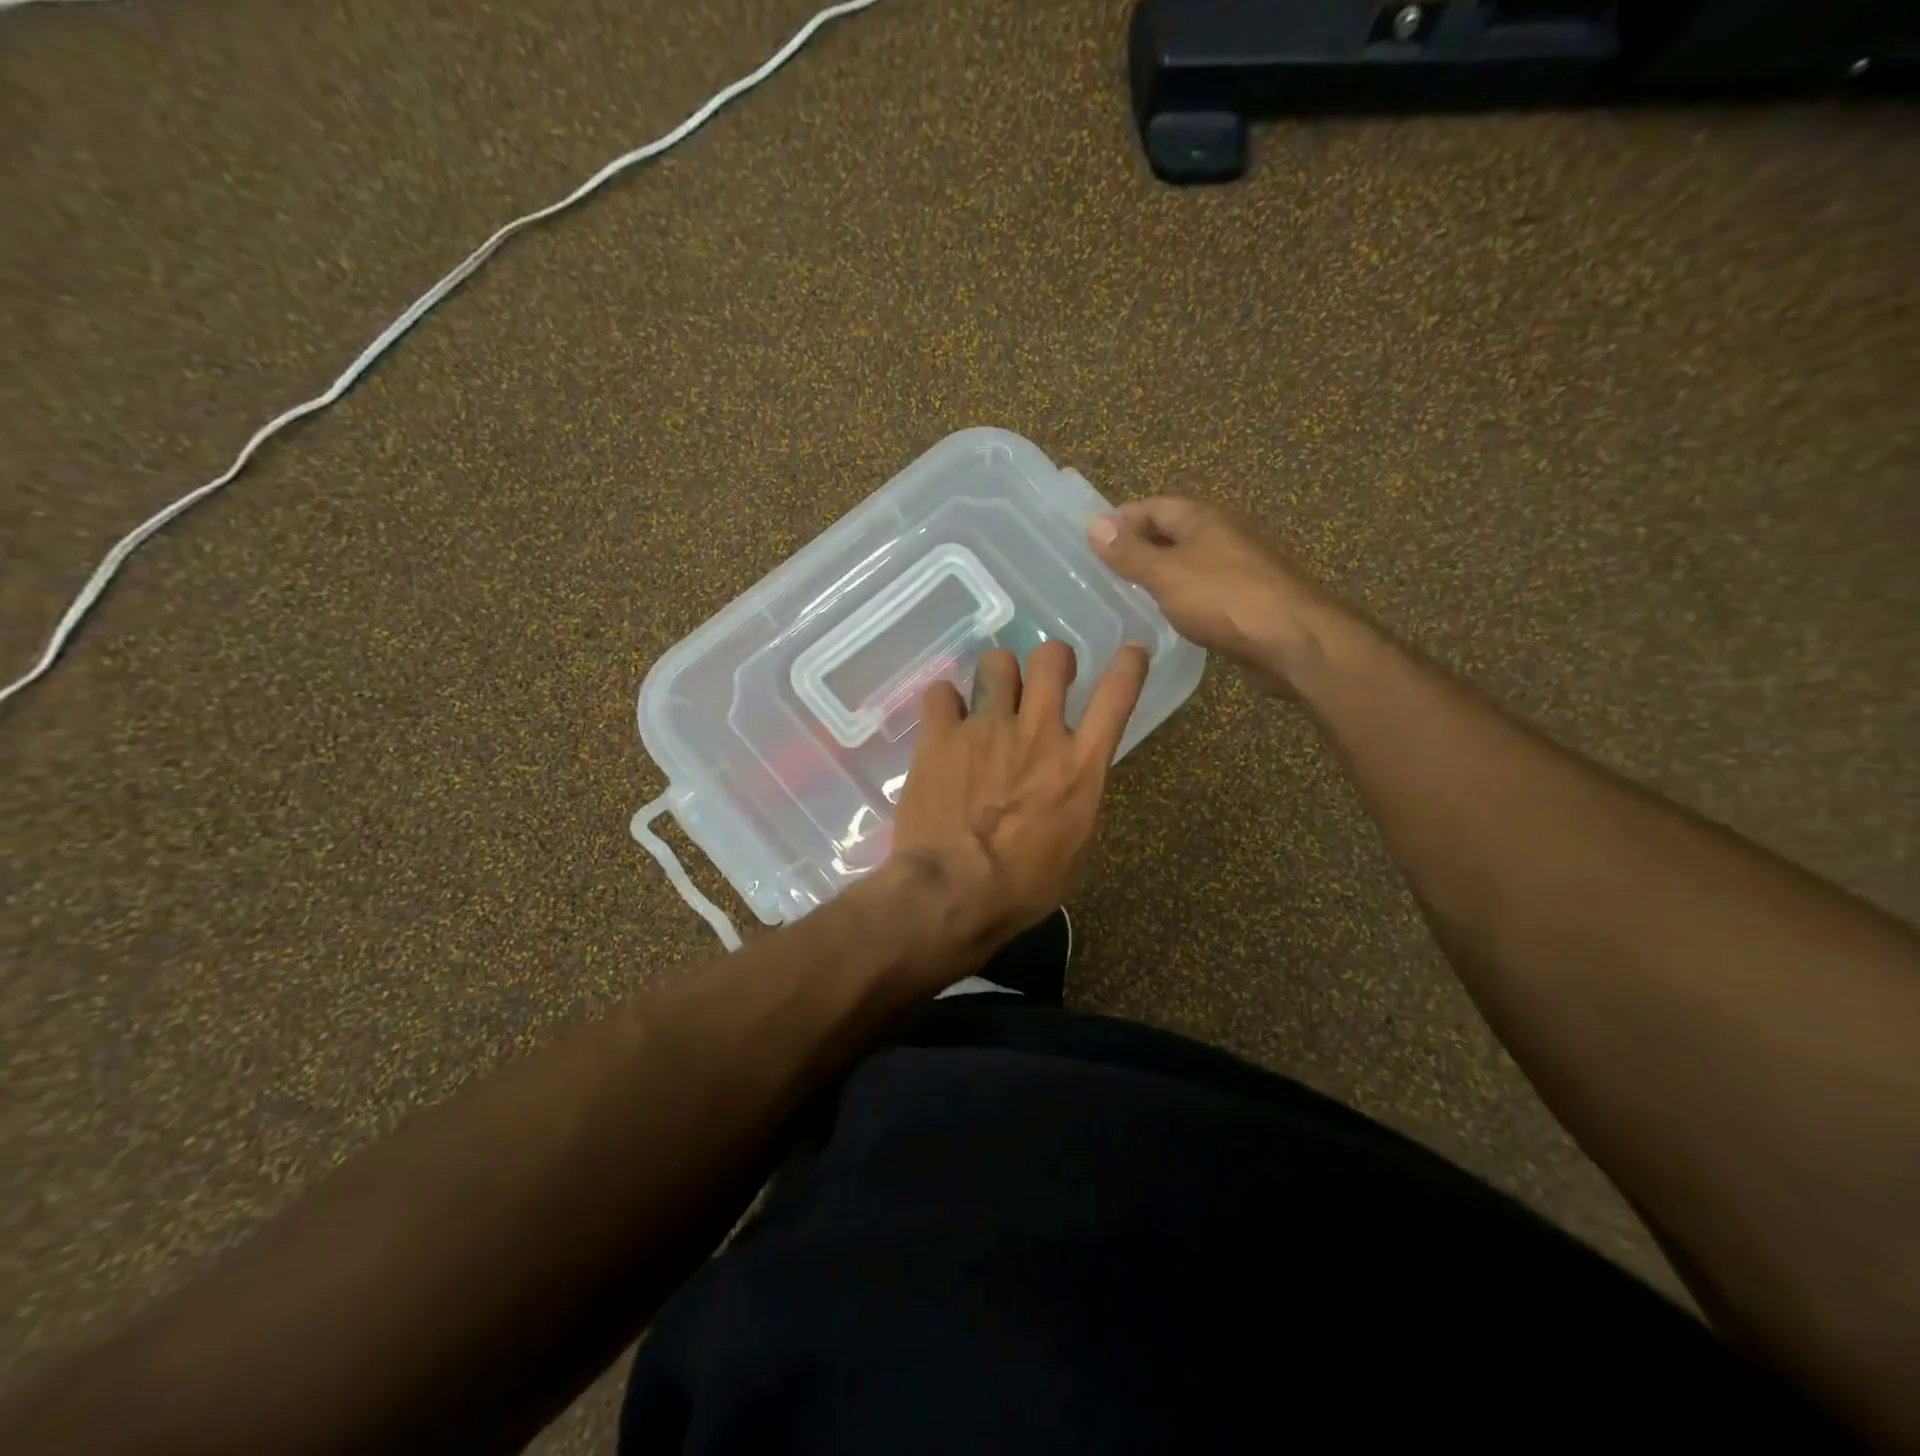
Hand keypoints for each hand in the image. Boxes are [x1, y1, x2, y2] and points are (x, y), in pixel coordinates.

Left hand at [884, 639, 1148, 959]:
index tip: (1131, 654)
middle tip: (1043, 680)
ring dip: (998, 676)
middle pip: (1051, 658)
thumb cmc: (1022, 887)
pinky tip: (945, 722)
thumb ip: (1077, 799)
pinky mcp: (940, 735)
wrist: (952, 892)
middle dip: (1052, 661)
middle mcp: (1037, 734)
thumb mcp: (1074, 849)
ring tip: (990, 698)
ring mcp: (986, 729)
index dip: (1128, 666)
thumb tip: (1070, 779)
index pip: (1116, 696)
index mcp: (1079, 766)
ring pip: (997, 663)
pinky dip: (946, 703)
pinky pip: (942, 692)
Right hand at [1089, 497, 1341, 692]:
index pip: (1154, 506)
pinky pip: (1203, 590)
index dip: (1122, 518)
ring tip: (1127, 594)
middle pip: (1173, 532)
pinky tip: (1166, 617)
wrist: (1291, 639)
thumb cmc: (1223, 598)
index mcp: (1203, 519)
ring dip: (1160, 573)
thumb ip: (1130, 552)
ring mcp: (1238, 568)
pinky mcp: (1246, 600)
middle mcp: (1223, 535)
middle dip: (1139, 545)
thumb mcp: (1166, 573)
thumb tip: (1095, 525)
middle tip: (1103, 569)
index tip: (1091, 539)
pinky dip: (1180, 597)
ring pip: (1189, 563)